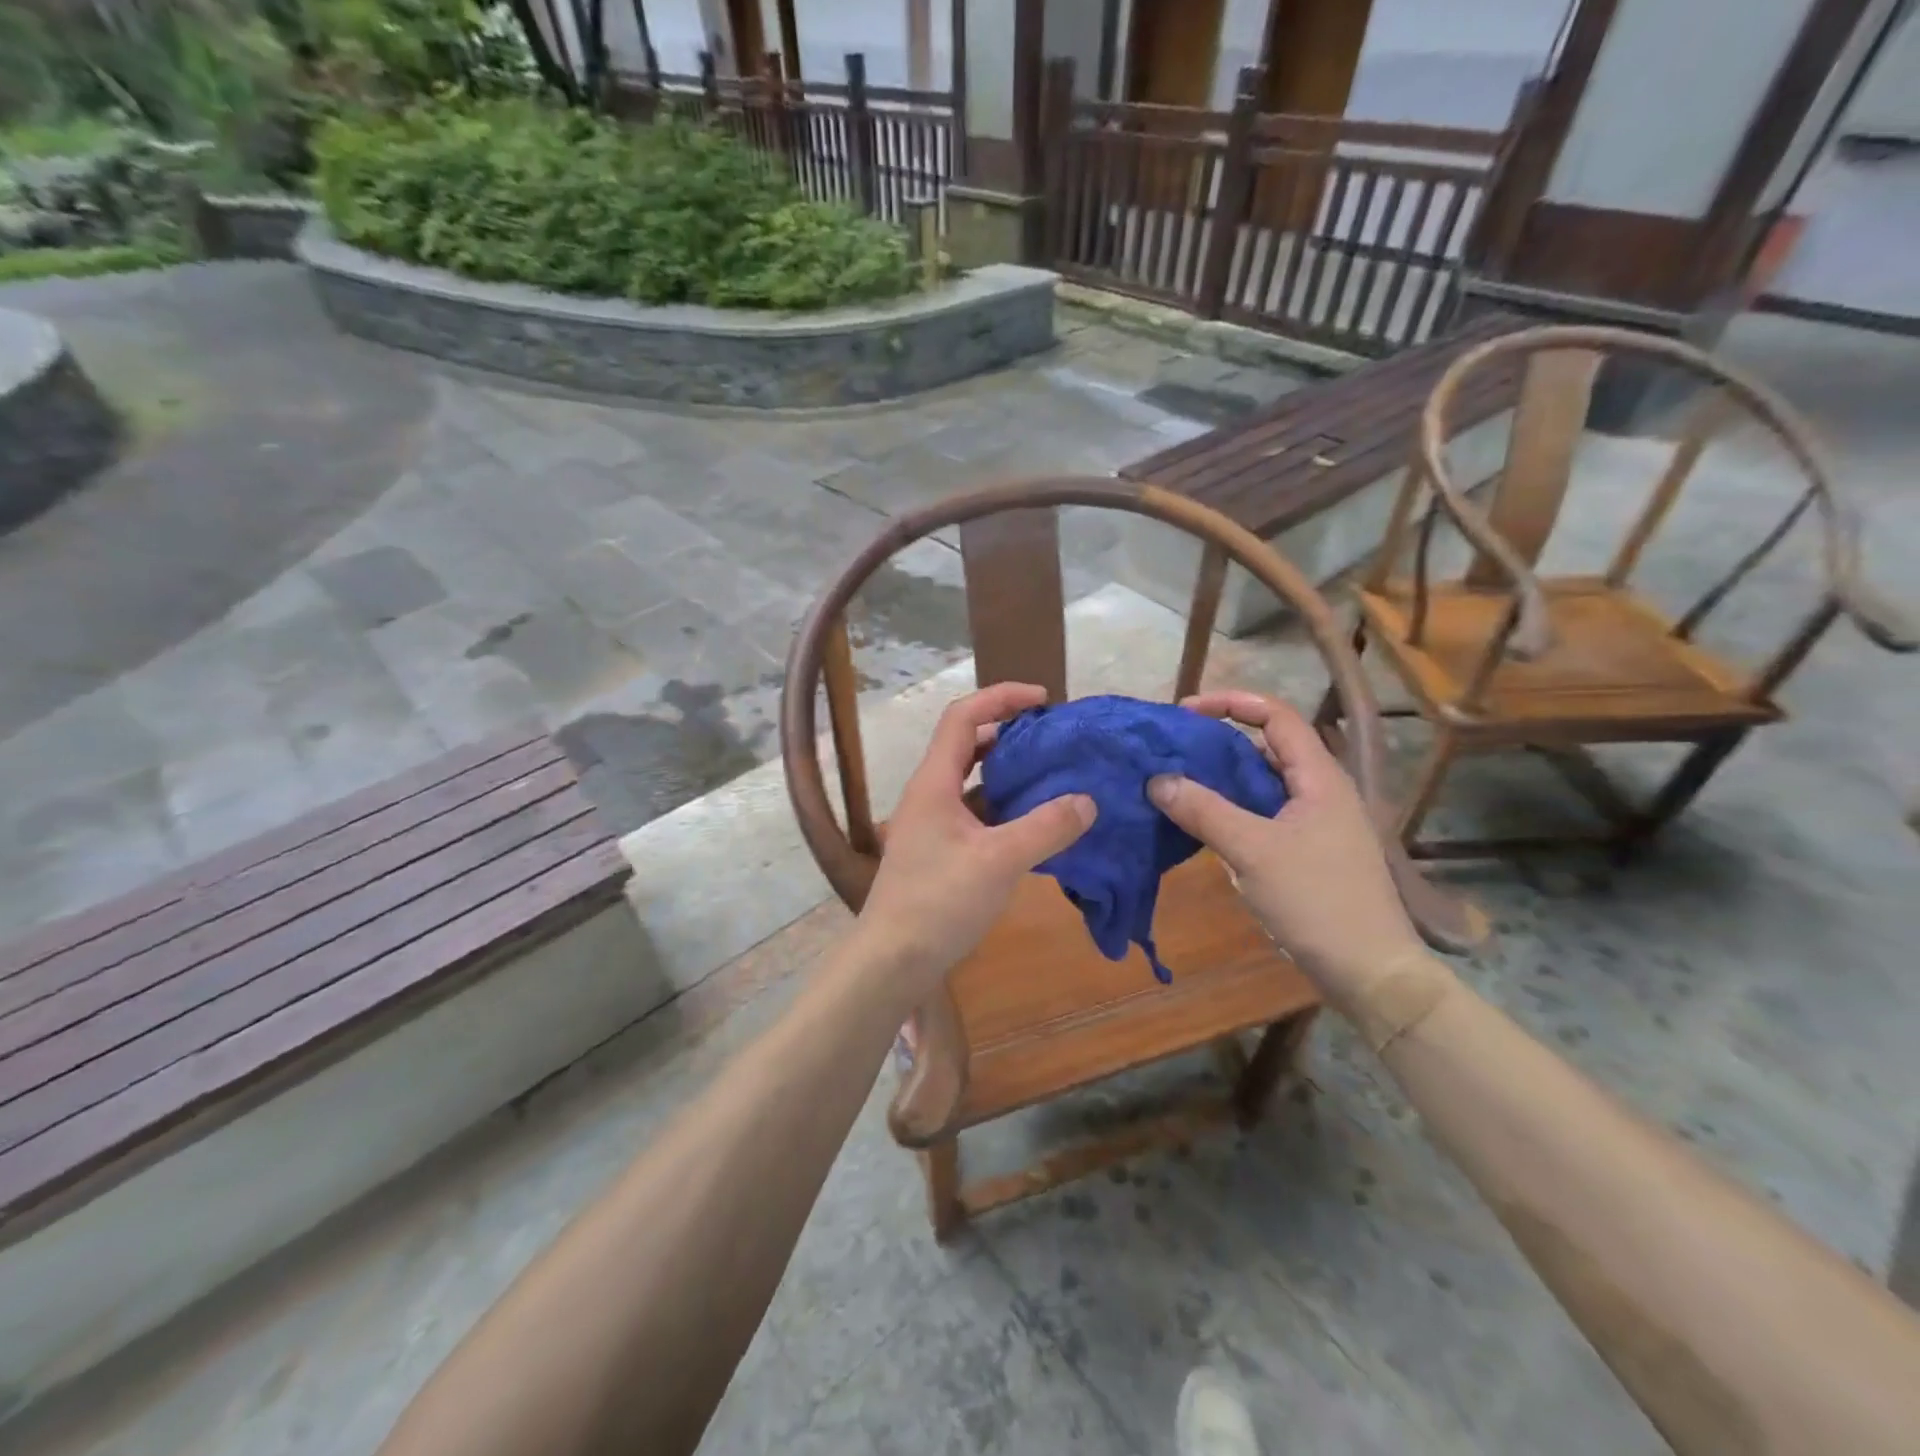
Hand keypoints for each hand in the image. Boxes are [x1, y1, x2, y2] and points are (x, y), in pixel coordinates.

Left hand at [856, 683, 1095, 993]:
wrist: (892, 959)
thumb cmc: (939, 902)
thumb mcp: (999, 861)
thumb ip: (1046, 828)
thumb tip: (1088, 800)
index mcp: (934, 782)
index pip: (963, 717)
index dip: (1001, 698)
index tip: (1043, 700)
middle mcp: (928, 794)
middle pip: (966, 744)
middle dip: (1009, 733)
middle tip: (1053, 740)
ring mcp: (931, 823)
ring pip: (971, 781)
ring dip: (1007, 772)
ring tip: (1050, 775)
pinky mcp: (938, 850)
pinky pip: (974, 813)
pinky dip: (1003, 806)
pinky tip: (1032, 822)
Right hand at [1148, 691, 1425, 1011]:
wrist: (1369, 972)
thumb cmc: (1316, 901)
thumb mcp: (1252, 852)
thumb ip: (1203, 810)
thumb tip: (1156, 779)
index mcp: (1319, 778)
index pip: (1276, 716)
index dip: (1231, 703)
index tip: (1185, 712)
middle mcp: (1320, 791)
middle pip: (1266, 748)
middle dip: (1218, 742)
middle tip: (1172, 750)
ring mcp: (1316, 824)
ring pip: (1262, 785)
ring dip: (1221, 780)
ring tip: (1176, 783)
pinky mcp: (1307, 852)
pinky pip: (1263, 815)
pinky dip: (1231, 811)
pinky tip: (1201, 825)